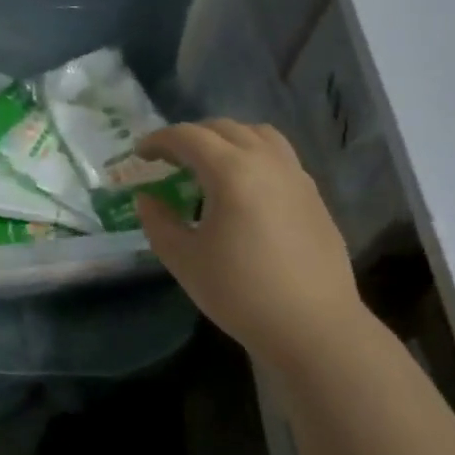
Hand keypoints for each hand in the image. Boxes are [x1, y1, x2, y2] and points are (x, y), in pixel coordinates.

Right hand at [136, 120, 375, 367]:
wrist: (313, 326)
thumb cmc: (241, 293)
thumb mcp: (185, 260)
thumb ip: (158, 222)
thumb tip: (147, 198)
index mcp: (231, 171)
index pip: (188, 137)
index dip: (159, 140)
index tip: (141, 154)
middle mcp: (266, 160)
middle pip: (223, 128)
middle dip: (191, 137)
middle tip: (169, 160)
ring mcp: (295, 175)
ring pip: (257, 134)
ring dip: (227, 139)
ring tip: (210, 164)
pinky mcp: (313, 194)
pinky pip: (279, 156)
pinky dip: (253, 154)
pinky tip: (245, 188)